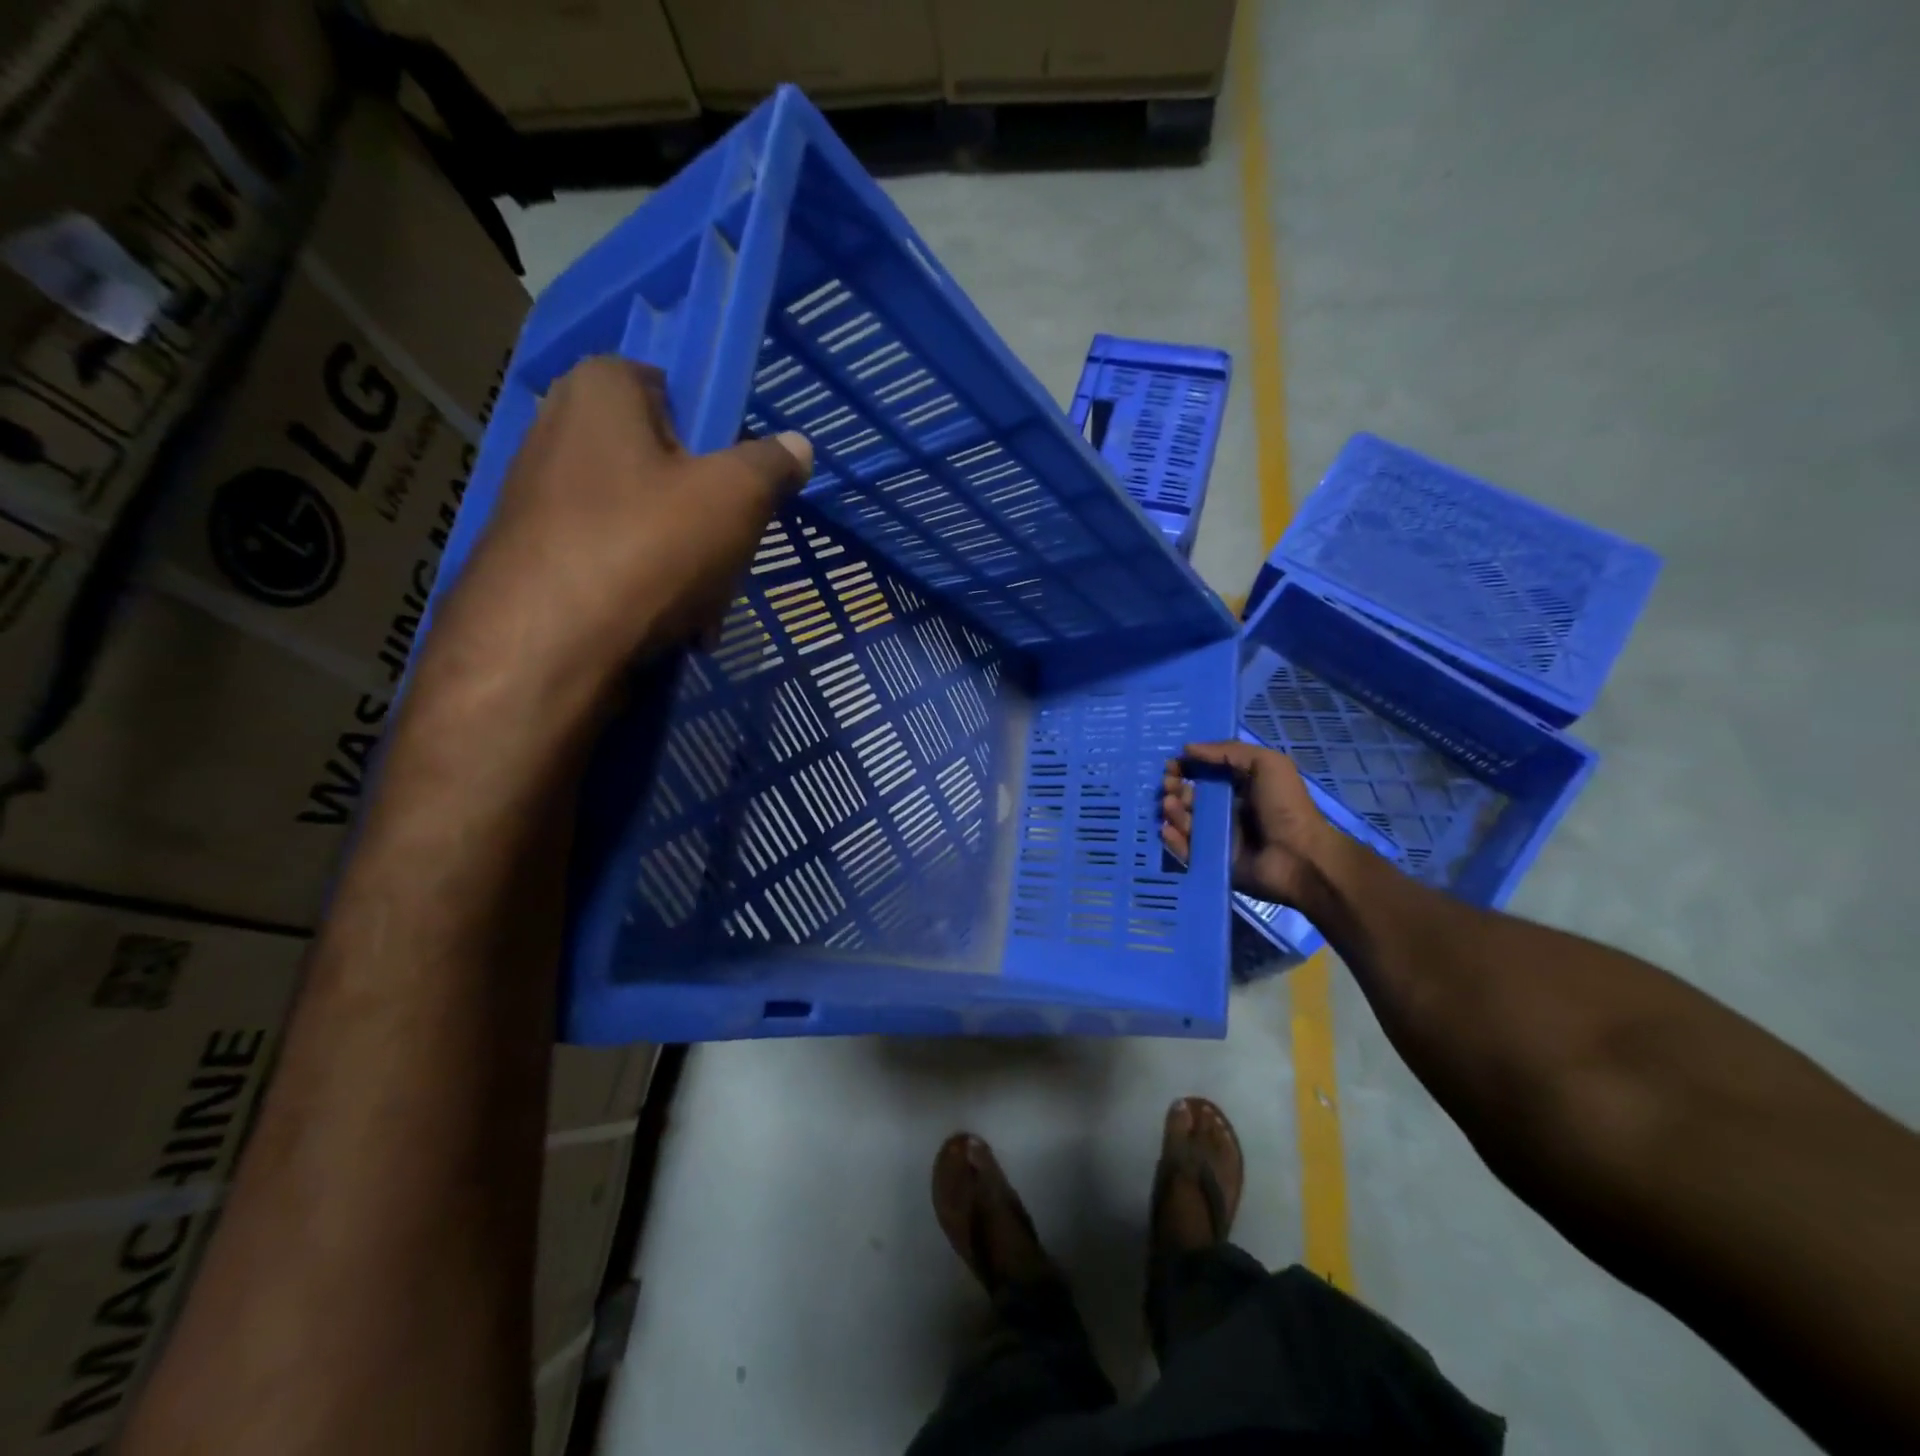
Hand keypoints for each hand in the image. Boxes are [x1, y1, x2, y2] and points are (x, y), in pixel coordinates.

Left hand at [427, 356, 812, 687]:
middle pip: (664, 466)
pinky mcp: (534, 556)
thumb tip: (797, 446)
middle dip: (706, 519)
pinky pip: (613, 560)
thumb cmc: (647, 547)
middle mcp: (558, 429)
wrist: (546, 648)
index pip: (672, 390)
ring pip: (644, 522)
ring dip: (686, 565)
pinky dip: (648, 589)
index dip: (714, 439)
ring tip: (703, 610)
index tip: (736, 489)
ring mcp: (538, 496)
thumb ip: (772, 464)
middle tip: (728, 557)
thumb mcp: (736, 498)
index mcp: (599, 390)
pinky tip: (671, 629)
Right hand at [1160, 741, 1337, 906]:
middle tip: (1168, 785)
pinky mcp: (1211, 860)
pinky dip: (1173, 839)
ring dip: (1172, 810)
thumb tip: (1187, 748)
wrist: (1300, 858)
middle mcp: (1225, 809)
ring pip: (1184, 821)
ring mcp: (1217, 836)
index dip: (1186, 766)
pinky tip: (1168, 829)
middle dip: (1174, 787)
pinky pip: (1185, 850)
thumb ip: (1228, 751)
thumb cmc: (1285, 806)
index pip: (1204, 772)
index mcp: (1239, 786)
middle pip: (1189, 795)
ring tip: (1169, 805)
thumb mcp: (1267, 764)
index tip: (1171, 764)